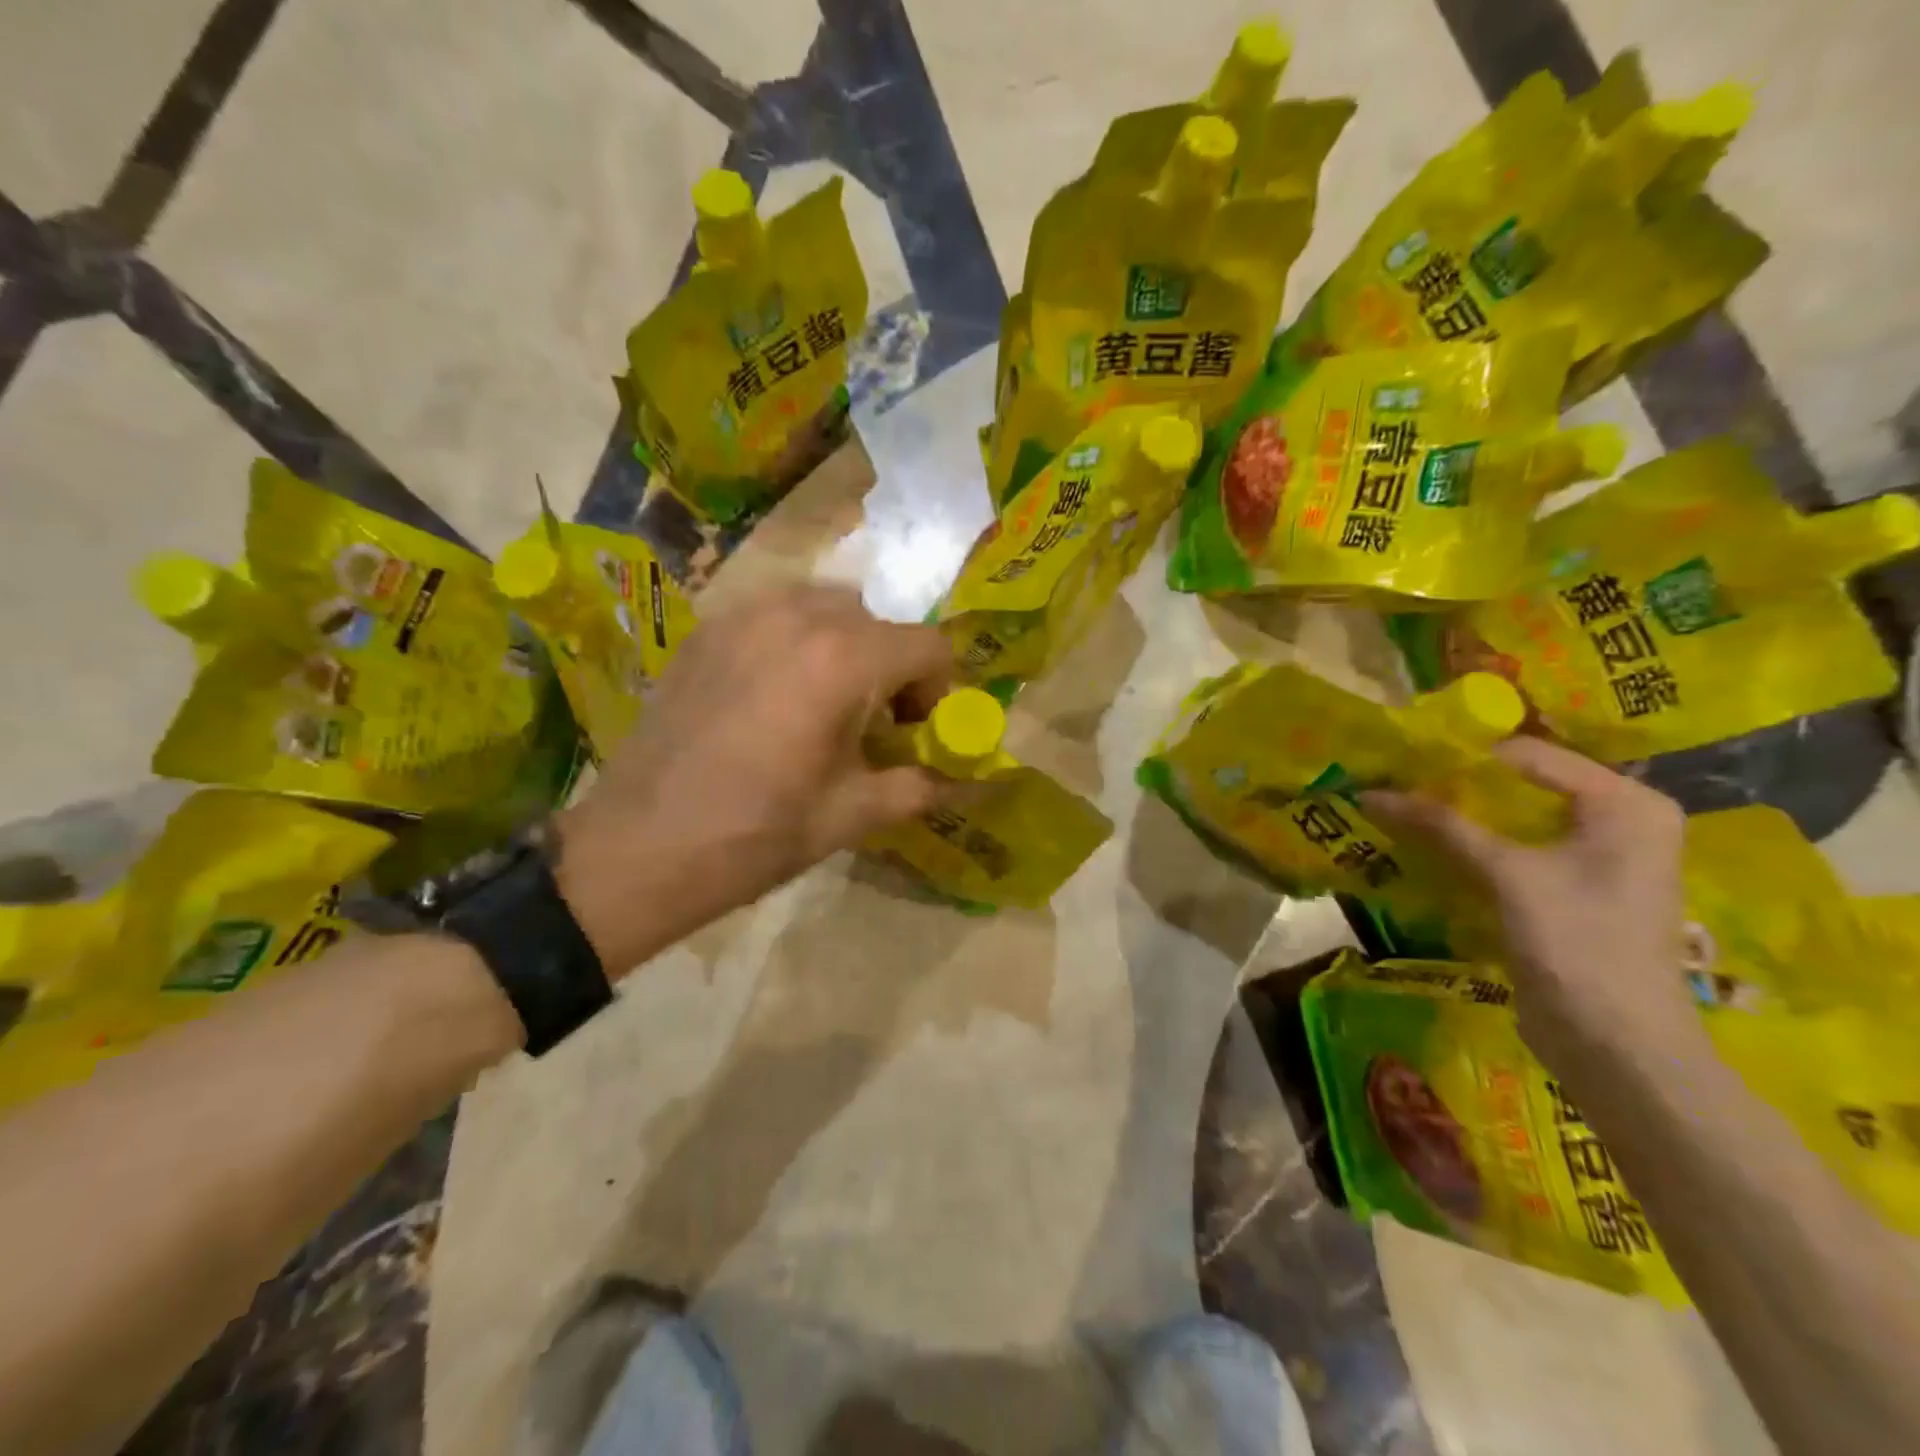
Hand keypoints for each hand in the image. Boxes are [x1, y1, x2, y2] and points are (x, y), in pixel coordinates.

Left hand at [555, 586, 952, 971]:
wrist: (637, 850)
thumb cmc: (754, 837)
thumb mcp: (850, 816)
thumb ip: (920, 786)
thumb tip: (965, 783)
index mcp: (842, 659)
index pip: (928, 644)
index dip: (941, 688)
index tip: (920, 731)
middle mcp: (796, 616)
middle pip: (878, 621)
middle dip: (894, 666)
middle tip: (877, 722)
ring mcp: (742, 615)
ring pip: (826, 607)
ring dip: (847, 646)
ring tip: (827, 702)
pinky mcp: (706, 630)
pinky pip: (775, 614)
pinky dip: (797, 641)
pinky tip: (776, 695)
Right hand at [1367, 737, 1706, 1074]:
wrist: (1619, 1048)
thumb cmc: (1580, 946)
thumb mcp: (1508, 875)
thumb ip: (1442, 826)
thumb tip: (1370, 792)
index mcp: (1626, 804)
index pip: (1530, 755)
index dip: (1464, 757)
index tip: (1403, 759)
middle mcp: (1618, 821)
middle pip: (1522, 784)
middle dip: (1458, 785)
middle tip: (1396, 781)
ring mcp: (1596, 858)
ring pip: (1513, 819)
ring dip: (1460, 817)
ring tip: (1401, 808)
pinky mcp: (1571, 890)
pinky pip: (1514, 850)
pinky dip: (1473, 846)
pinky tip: (1428, 845)